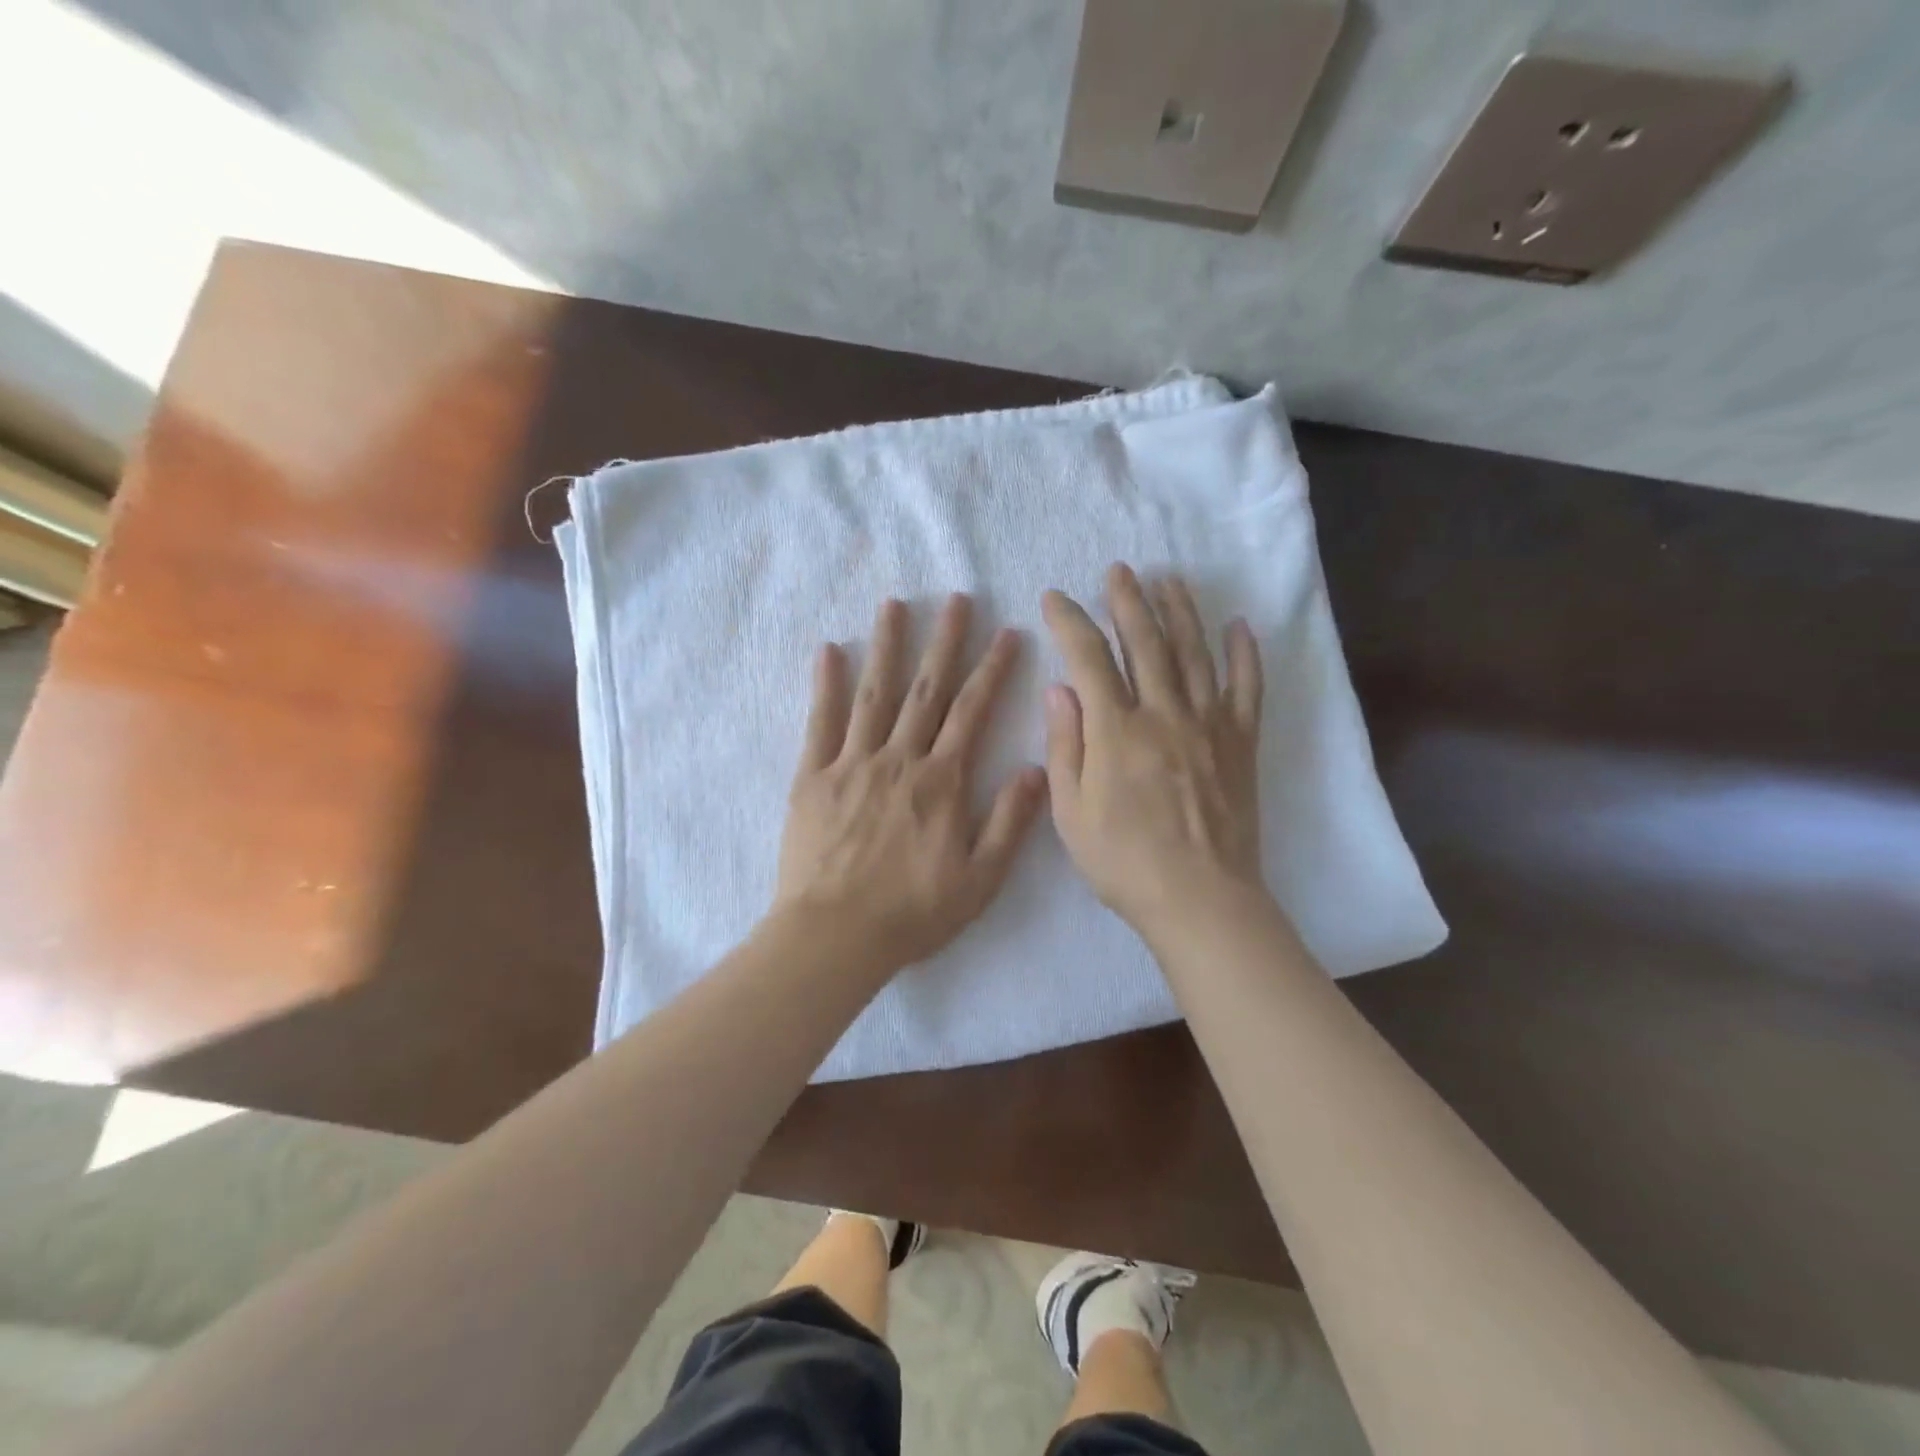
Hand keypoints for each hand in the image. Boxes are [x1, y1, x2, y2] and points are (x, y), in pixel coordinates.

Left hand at [775, 593, 1046, 975]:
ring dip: (887, 646)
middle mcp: (899, 760)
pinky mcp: (812, 777)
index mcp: (941, 781)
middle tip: (956, 599)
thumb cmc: (913, 912)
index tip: (1006, 633)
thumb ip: (1010, 821)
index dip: (992, 670)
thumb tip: (1037, 768)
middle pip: (926, 689)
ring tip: (895, 605)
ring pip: (874, 694)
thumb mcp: (980, 879)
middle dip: (944, 642)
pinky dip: (824, 685)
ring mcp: (852, 764)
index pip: (972, 712)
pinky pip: (820, 722)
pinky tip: (828, 651)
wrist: (835, 936)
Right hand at [1042, 564, 1264, 936]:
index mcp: (1116, 731)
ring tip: (1169, 580)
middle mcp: (1164, 714)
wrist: (1200, 899)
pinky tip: (1240, 627)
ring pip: (1195, 653)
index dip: (1070, 622)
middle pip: (1147, 641)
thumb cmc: (1124, 862)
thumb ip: (1065, 746)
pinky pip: (1247, 688)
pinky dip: (1244, 654)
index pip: (1090, 658)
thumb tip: (1060, 689)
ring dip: (1181, 612)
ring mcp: (1209, 725)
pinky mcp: (1241, 743)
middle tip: (1119, 570)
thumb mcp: (1071, 812)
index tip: (1055, 598)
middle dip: (1129, 600)